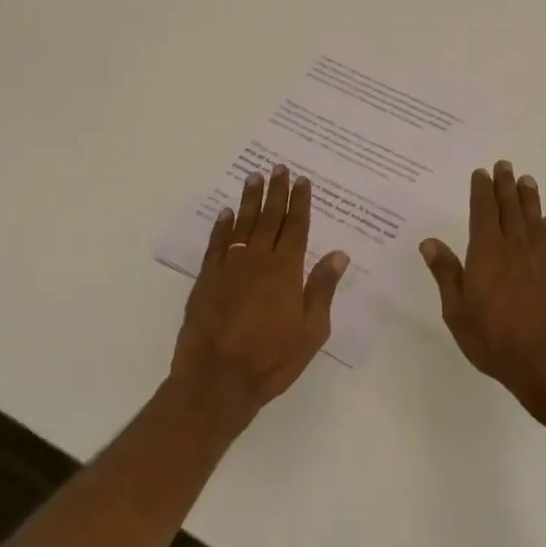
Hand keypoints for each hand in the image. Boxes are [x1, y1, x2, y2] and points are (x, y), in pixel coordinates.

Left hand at [171, 165, 349, 423]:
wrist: (217, 378)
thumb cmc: (271, 360)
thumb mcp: (311, 331)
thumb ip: (322, 289)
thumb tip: (338, 254)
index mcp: (287, 271)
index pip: (296, 227)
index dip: (300, 202)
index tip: (302, 181)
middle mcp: (258, 260)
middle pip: (269, 218)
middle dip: (275, 192)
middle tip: (278, 167)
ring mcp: (229, 267)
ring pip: (242, 224)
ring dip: (249, 200)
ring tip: (253, 177)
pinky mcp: (207, 279)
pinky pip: (216, 244)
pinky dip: (222, 226)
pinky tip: (226, 213)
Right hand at [421, 161, 545, 426]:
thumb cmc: (495, 340)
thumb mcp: (457, 311)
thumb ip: (446, 274)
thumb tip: (430, 242)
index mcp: (487, 254)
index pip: (483, 213)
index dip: (481, 191)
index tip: (481, 173)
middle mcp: (516, 249)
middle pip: (511, 209)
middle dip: (506, 186)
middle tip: (505, 165)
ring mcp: (542, 261)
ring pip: (534, 221)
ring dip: (529, 199)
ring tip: (527, 181)